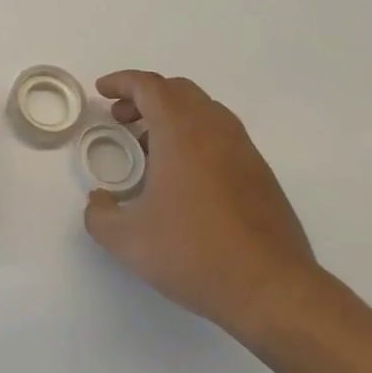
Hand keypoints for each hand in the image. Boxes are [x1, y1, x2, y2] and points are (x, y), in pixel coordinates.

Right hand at [83, 70, 320, 343]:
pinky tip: (183, 175)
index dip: (121, 82)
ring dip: (172, 115)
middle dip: (145, 97)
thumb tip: (100, 201)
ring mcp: (244, 151)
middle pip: (178, 90)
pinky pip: (222, 135)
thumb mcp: (126, 239)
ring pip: (204, 110)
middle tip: (122, 119)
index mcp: (181, 132)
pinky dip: (195, 136)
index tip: (102, 91)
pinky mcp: (261, 175)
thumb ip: (99, 215)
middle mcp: (215, 130)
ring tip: (150, 147)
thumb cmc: (193, 254)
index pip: (149, 86)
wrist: (272, 290)